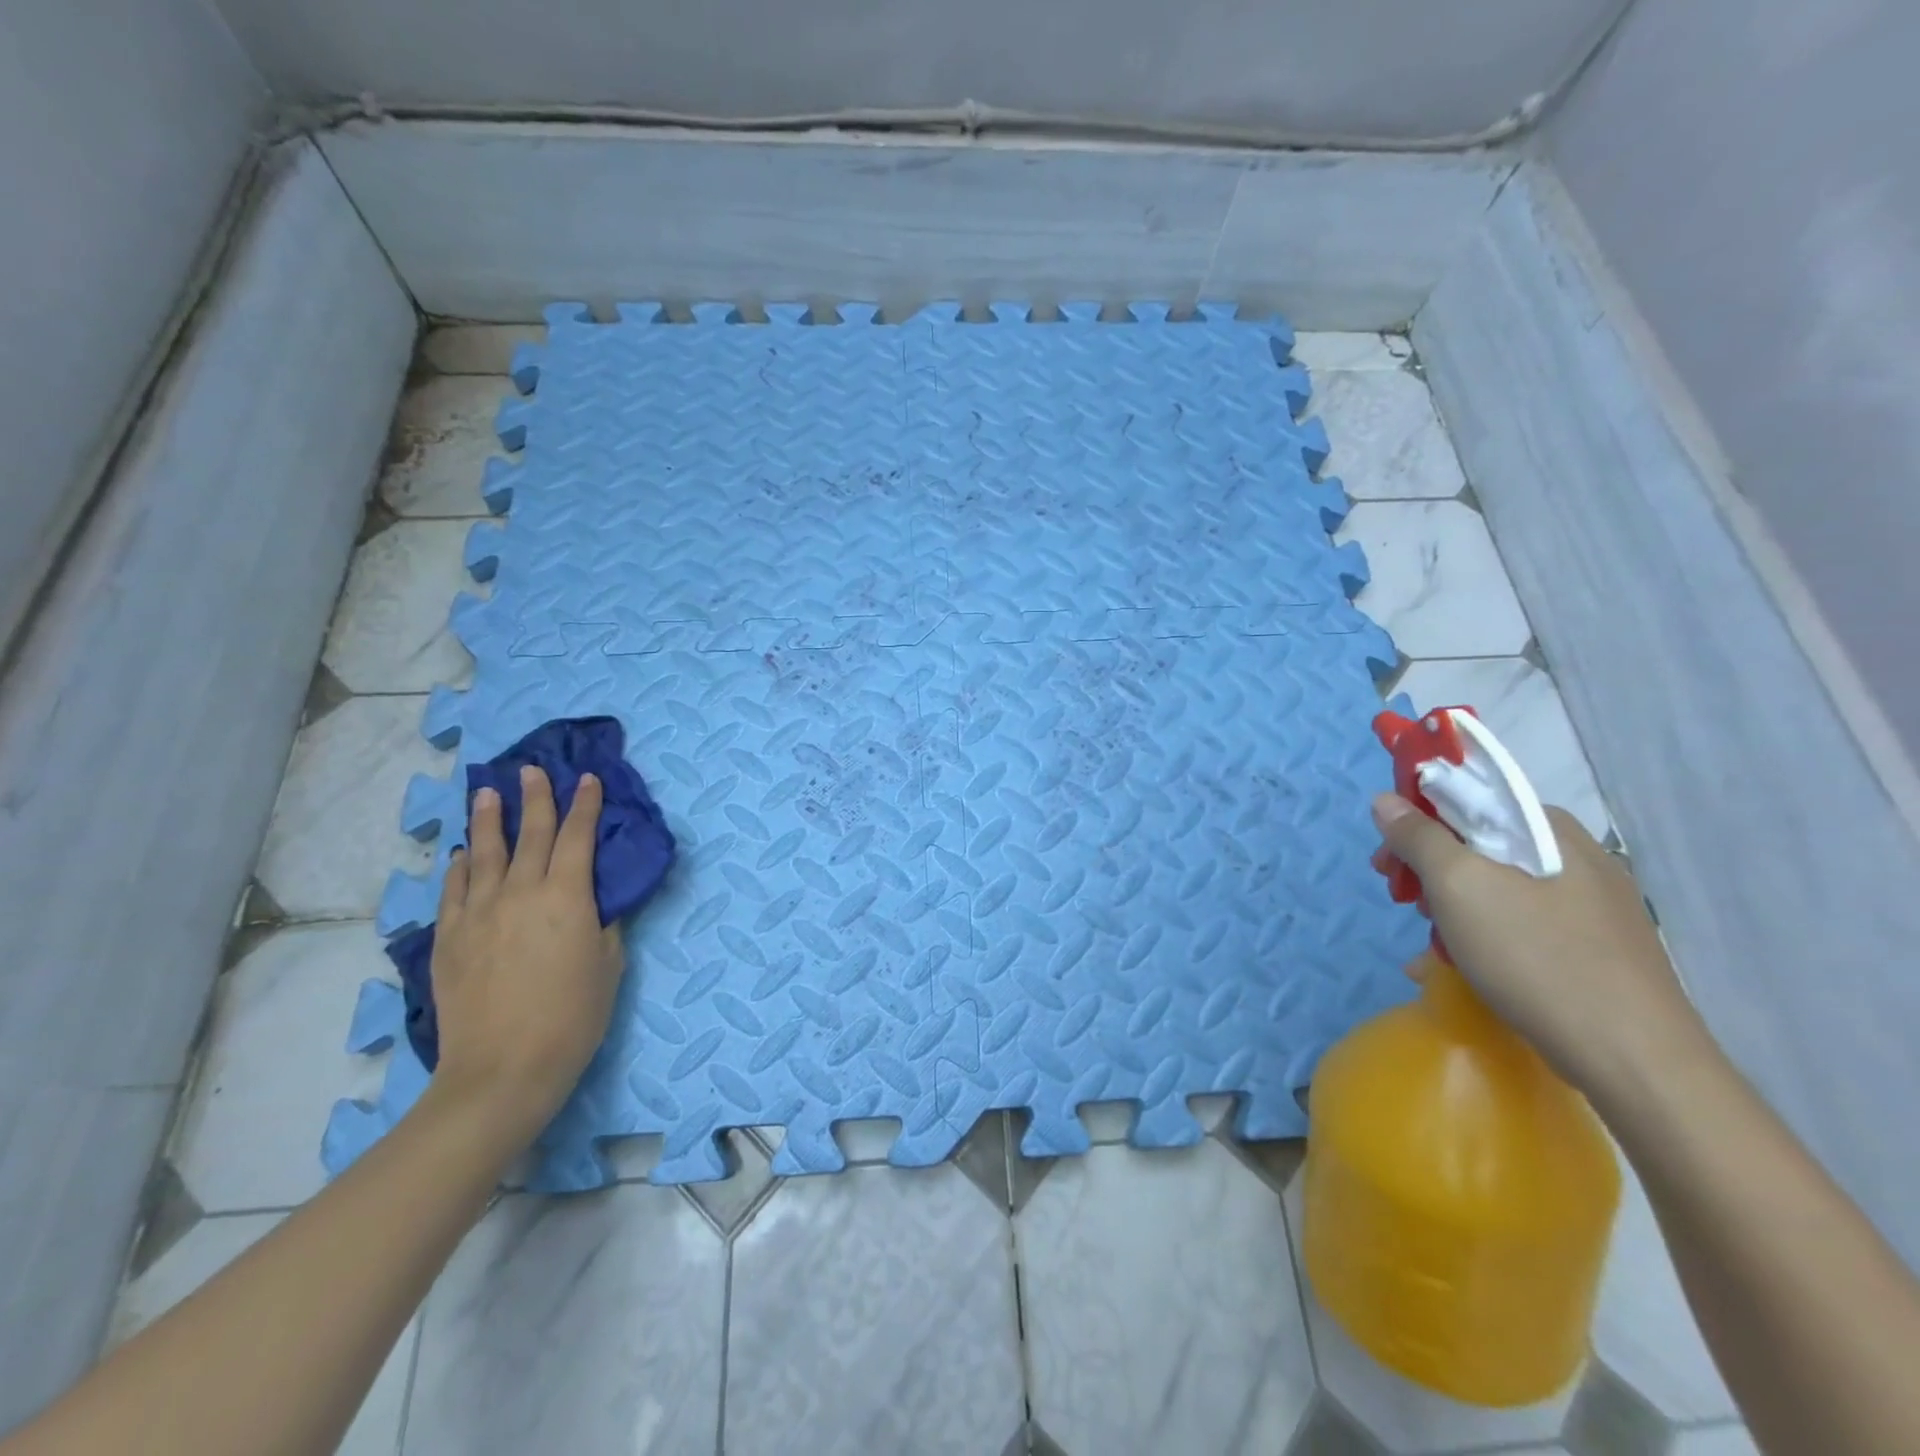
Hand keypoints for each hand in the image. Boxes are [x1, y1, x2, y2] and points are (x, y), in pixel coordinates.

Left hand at [427, 768, 623, 1149]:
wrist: (503, 1068)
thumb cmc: (574, 1017)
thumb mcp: (608, 965)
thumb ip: (603, 924)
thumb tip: (595, 901)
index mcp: (567, 896)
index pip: (579, 837)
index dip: (586, 805)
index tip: (588, 779)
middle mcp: (521, 892)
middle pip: (531, 834)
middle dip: (536, 798)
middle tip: (533, 770)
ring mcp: (479, 912)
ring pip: (484, 852)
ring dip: (488, 819)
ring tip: (488, 792)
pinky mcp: (449, 937)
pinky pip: (453, 889)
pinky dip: (459, 866)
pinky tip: (461, 853)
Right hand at [1371, 793, 1706, 1098]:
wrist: (1636, 1062)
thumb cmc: (1538, 958)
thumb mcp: (1460, 887)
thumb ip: (1418, 837)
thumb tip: (1385, 799)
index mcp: (1550, 830)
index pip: (1470, 796)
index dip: (1416, 820)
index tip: (1387, 859)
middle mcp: (1575, 857)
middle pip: (1480, 843)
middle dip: (1429, 869)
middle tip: (1401, 902)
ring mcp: (1590, 905)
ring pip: (1497, 886)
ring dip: (1451, 906)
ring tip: (1430, 944)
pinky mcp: (1594, 947)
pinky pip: (1519, 922)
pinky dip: (1482, 935)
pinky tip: (1459, 967)